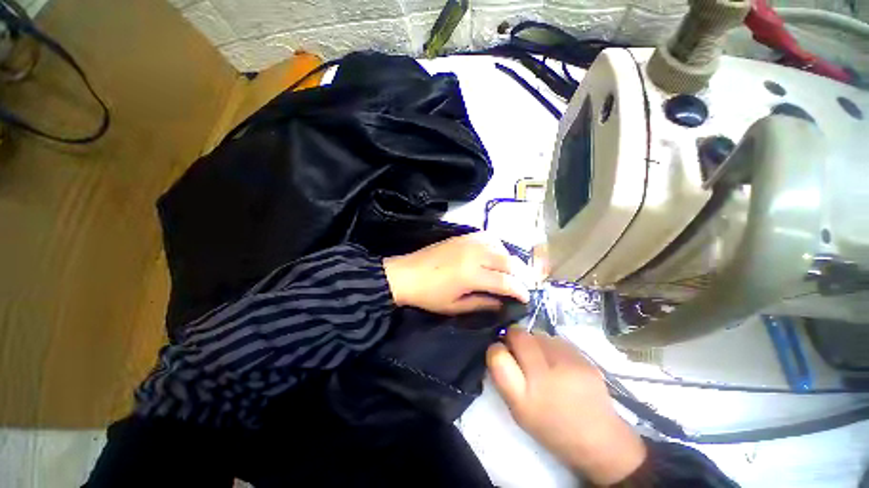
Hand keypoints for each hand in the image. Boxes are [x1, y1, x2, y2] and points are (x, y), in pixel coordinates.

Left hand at [383, 232, 530, 313]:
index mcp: (472, 275)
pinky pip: (487, 236)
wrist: (406, 274)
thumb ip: (482, 303)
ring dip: (510, 259)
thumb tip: (502, 303)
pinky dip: (497, 245)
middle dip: (522, 273)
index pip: (506, 281)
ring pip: (500, 246)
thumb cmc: (428, 295)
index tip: (527, 297)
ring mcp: (468, 242)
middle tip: (526, 283)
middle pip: (508, 261)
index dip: (520, 290)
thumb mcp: (455, 306)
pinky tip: (495, 253)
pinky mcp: (462, 237)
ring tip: (512, 270)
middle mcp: (474, 255)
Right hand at [486, 330, 646, 485]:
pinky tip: (558, 360)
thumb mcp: (518, 411)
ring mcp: (567, 365)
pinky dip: (551, 345)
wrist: (599, 439)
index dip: (495, 349)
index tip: (499, 351)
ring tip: (541, 357)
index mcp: (523, 398)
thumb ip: (505, 379)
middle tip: (516, 345)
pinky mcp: (584, 359)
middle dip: (513, 335)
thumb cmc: (551, 427)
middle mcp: (544, 378)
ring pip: (538, 334)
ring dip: (533, 340)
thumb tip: (499, 347)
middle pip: (518, 336)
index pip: (498, 357)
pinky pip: (557, 340)